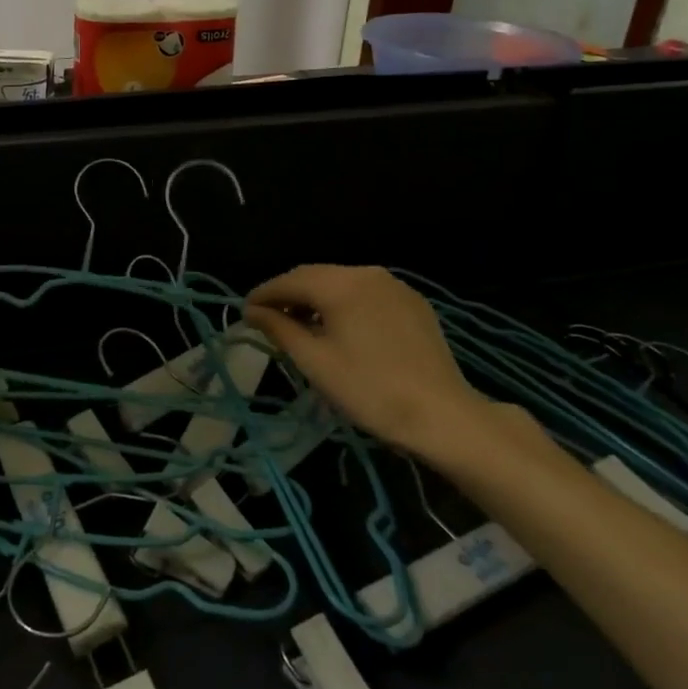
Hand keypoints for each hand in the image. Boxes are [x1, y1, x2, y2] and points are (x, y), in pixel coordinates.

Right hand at [244, 265, 494, 460]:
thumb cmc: (369, 390)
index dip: (264, 294)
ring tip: (300, 325)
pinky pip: (366, 293)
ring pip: (341, 283)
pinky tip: (339, 327)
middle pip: (315, 276)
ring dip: (315, 299)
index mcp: (340, 284)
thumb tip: (253, 311)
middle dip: (288, 294)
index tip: (245, 312)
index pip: (289, 280)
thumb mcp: (314, 361)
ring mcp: (393, 286)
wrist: (442, 415)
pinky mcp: (412, 303)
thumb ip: (279, 329)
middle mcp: (366, 273)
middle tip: (267, 318)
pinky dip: (343, 304)